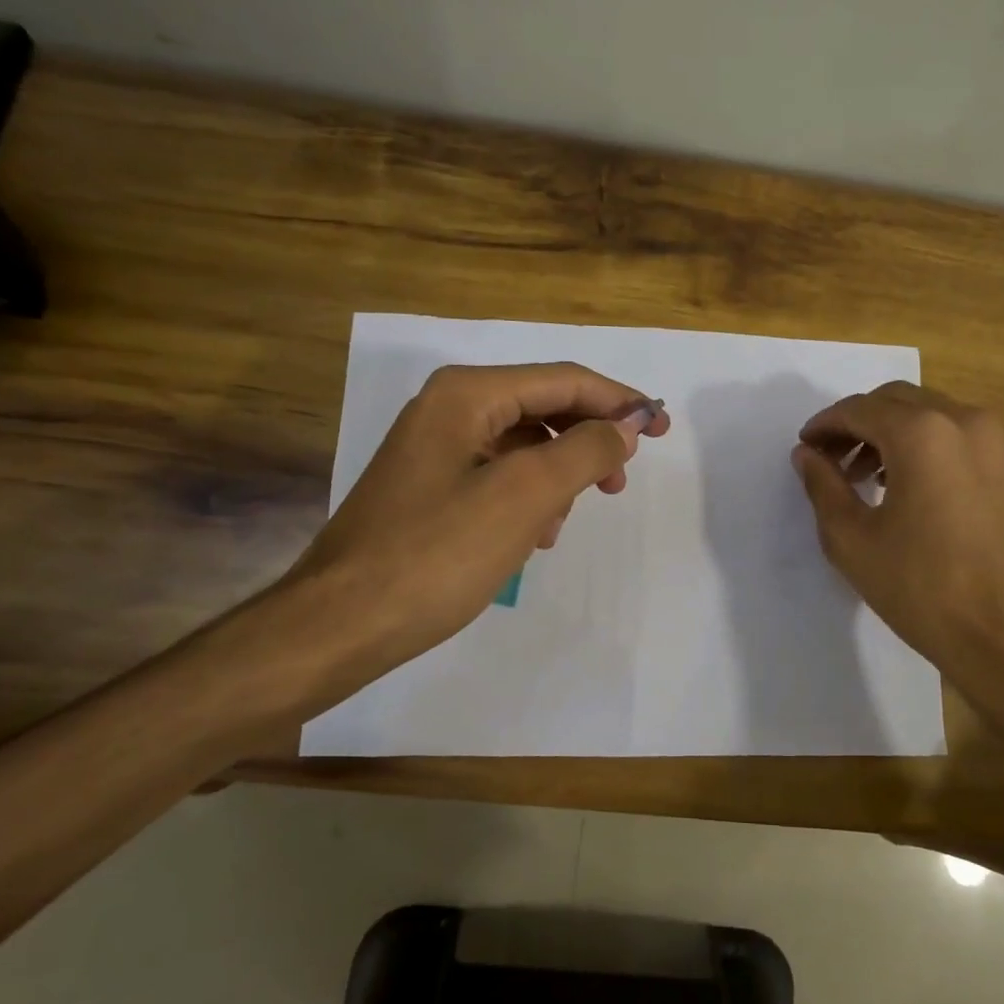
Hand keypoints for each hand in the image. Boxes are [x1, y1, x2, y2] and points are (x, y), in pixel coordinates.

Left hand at [277, 362, 667, 701]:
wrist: (341, 622)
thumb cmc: (437, 553)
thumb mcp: (525, 496)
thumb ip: (584, 451)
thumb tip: (625, 426)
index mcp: (467, 395)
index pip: (564, 380)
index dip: (619, 402)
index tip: (662, 430)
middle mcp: (449, 408)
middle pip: (543, 408)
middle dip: (588, 441)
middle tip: (619, 483)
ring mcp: (435, 448)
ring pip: (523, 446)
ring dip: (558, 475)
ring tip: (564, 521)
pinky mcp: (429, 487)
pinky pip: (498, 476)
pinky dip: (527, 498)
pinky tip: (532, 537)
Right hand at [792, 381, 1003, 688]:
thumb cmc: (919, 588)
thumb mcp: (851, 539)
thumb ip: (823, 485)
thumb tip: (807, 454)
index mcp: (922, 434)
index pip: (860, 409)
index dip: (826, 424)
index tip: (806, 446)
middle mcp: (967, 422)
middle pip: (899, 401)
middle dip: (860, 423)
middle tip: (834, 459)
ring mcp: (1002, 442)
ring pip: (935, 415)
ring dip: (896, 433)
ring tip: (872, 477)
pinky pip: (966, 438)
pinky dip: (933, 447)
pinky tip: (918, 487)